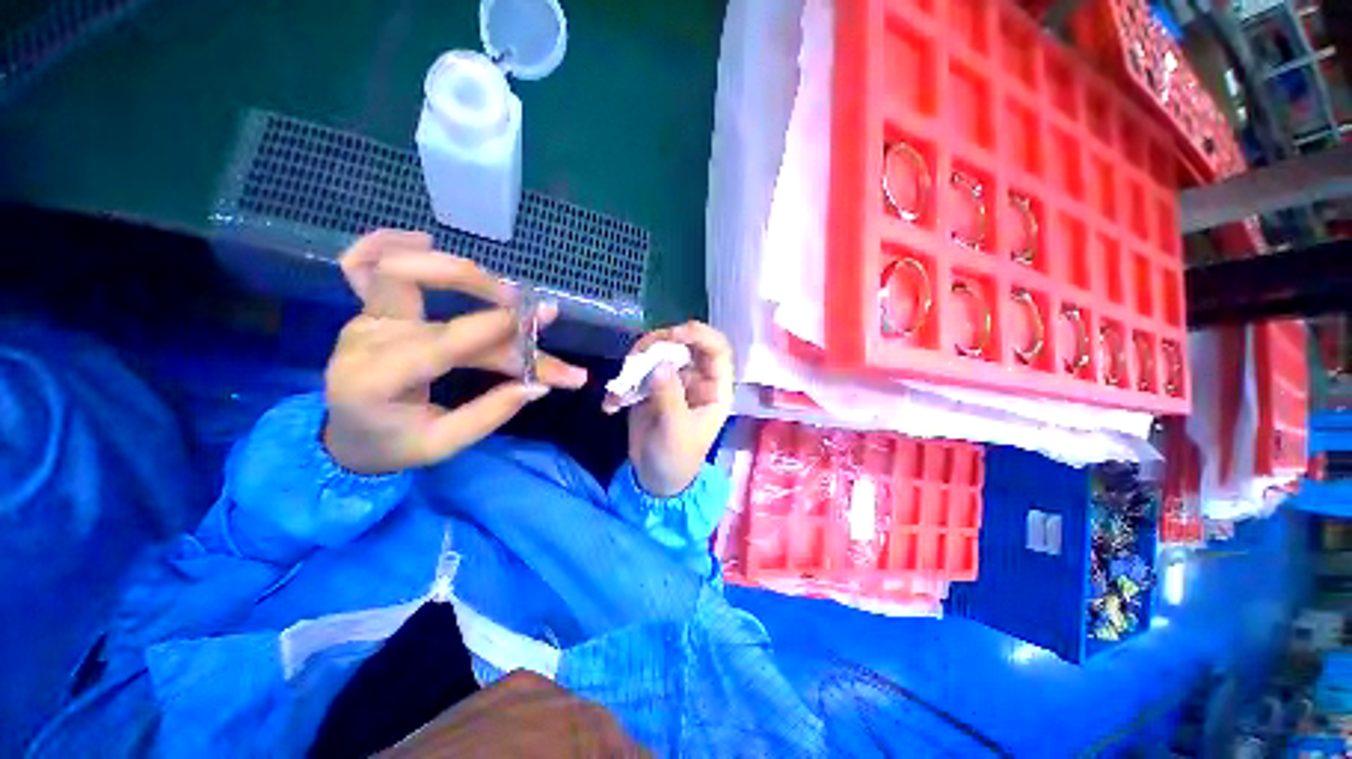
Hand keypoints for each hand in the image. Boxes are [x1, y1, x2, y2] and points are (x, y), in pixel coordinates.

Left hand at [323, 230, 586, 474]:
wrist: (346, 438)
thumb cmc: (394, 444)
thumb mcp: (443, 444)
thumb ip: (490, 414)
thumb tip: (538, 385)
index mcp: (378, 380)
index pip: (444, 341)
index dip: (497, 328)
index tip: (542, 322)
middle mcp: (366, 339)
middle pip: (429, 299)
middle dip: (491, 299)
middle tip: (535, 310)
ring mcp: (363, 319)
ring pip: (400, 270)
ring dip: (458, 270)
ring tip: (503, 289)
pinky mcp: (366, 311)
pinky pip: (360, 264)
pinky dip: (387, 243)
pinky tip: (423, 239)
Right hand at [603, 321, 733, 496]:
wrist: (654, 477)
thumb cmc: (677, 457)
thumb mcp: (676, 430)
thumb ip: (670, 395)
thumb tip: (661, 363)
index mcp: (714, 387)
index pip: (717, 348)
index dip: (699, 334)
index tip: (673, 334)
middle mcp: (696, 377)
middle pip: (684, 343)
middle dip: (660, 342)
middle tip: (636, 355)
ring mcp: (673, 379)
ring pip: (659, 352)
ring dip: (637, 360)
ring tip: (622, 382)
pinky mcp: (651, 385)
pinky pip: (638, 370)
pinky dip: (623, 380)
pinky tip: (613, 403)